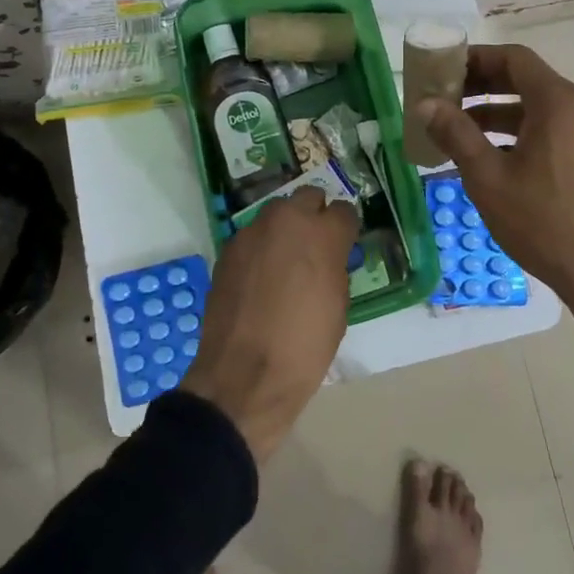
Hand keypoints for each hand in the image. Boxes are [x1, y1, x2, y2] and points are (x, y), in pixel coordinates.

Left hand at [181, 187, 359, 460]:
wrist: (244, 375)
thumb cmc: (304, 346)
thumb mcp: (338, 306)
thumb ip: (335, 267)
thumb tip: (328, 257)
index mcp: (323, 234)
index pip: (344, 211)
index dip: (345, 229)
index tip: (343, 245)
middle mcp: (287, 220)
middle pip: (307, 198)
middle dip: (314, 216)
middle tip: (315, 246)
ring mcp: (252, 232)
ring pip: (276, 214)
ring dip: (285, 229)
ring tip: (285, 261)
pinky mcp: (228, 249)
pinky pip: (252, 237)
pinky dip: (260, 249)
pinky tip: (259, 278)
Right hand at [418, 45, 573, 391]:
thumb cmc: (541, 219)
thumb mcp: (487, 176)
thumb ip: (455, 133)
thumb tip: (425, 104)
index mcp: (557, 102)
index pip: (513, 58)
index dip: (475, 58)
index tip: (443, 69)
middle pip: (524, 80)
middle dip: (481, 86)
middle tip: (443, 98)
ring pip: (535, 108)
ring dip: (495, 112)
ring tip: (455, 131)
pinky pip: (548, 130)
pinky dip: (515, 133)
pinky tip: (486, 158)